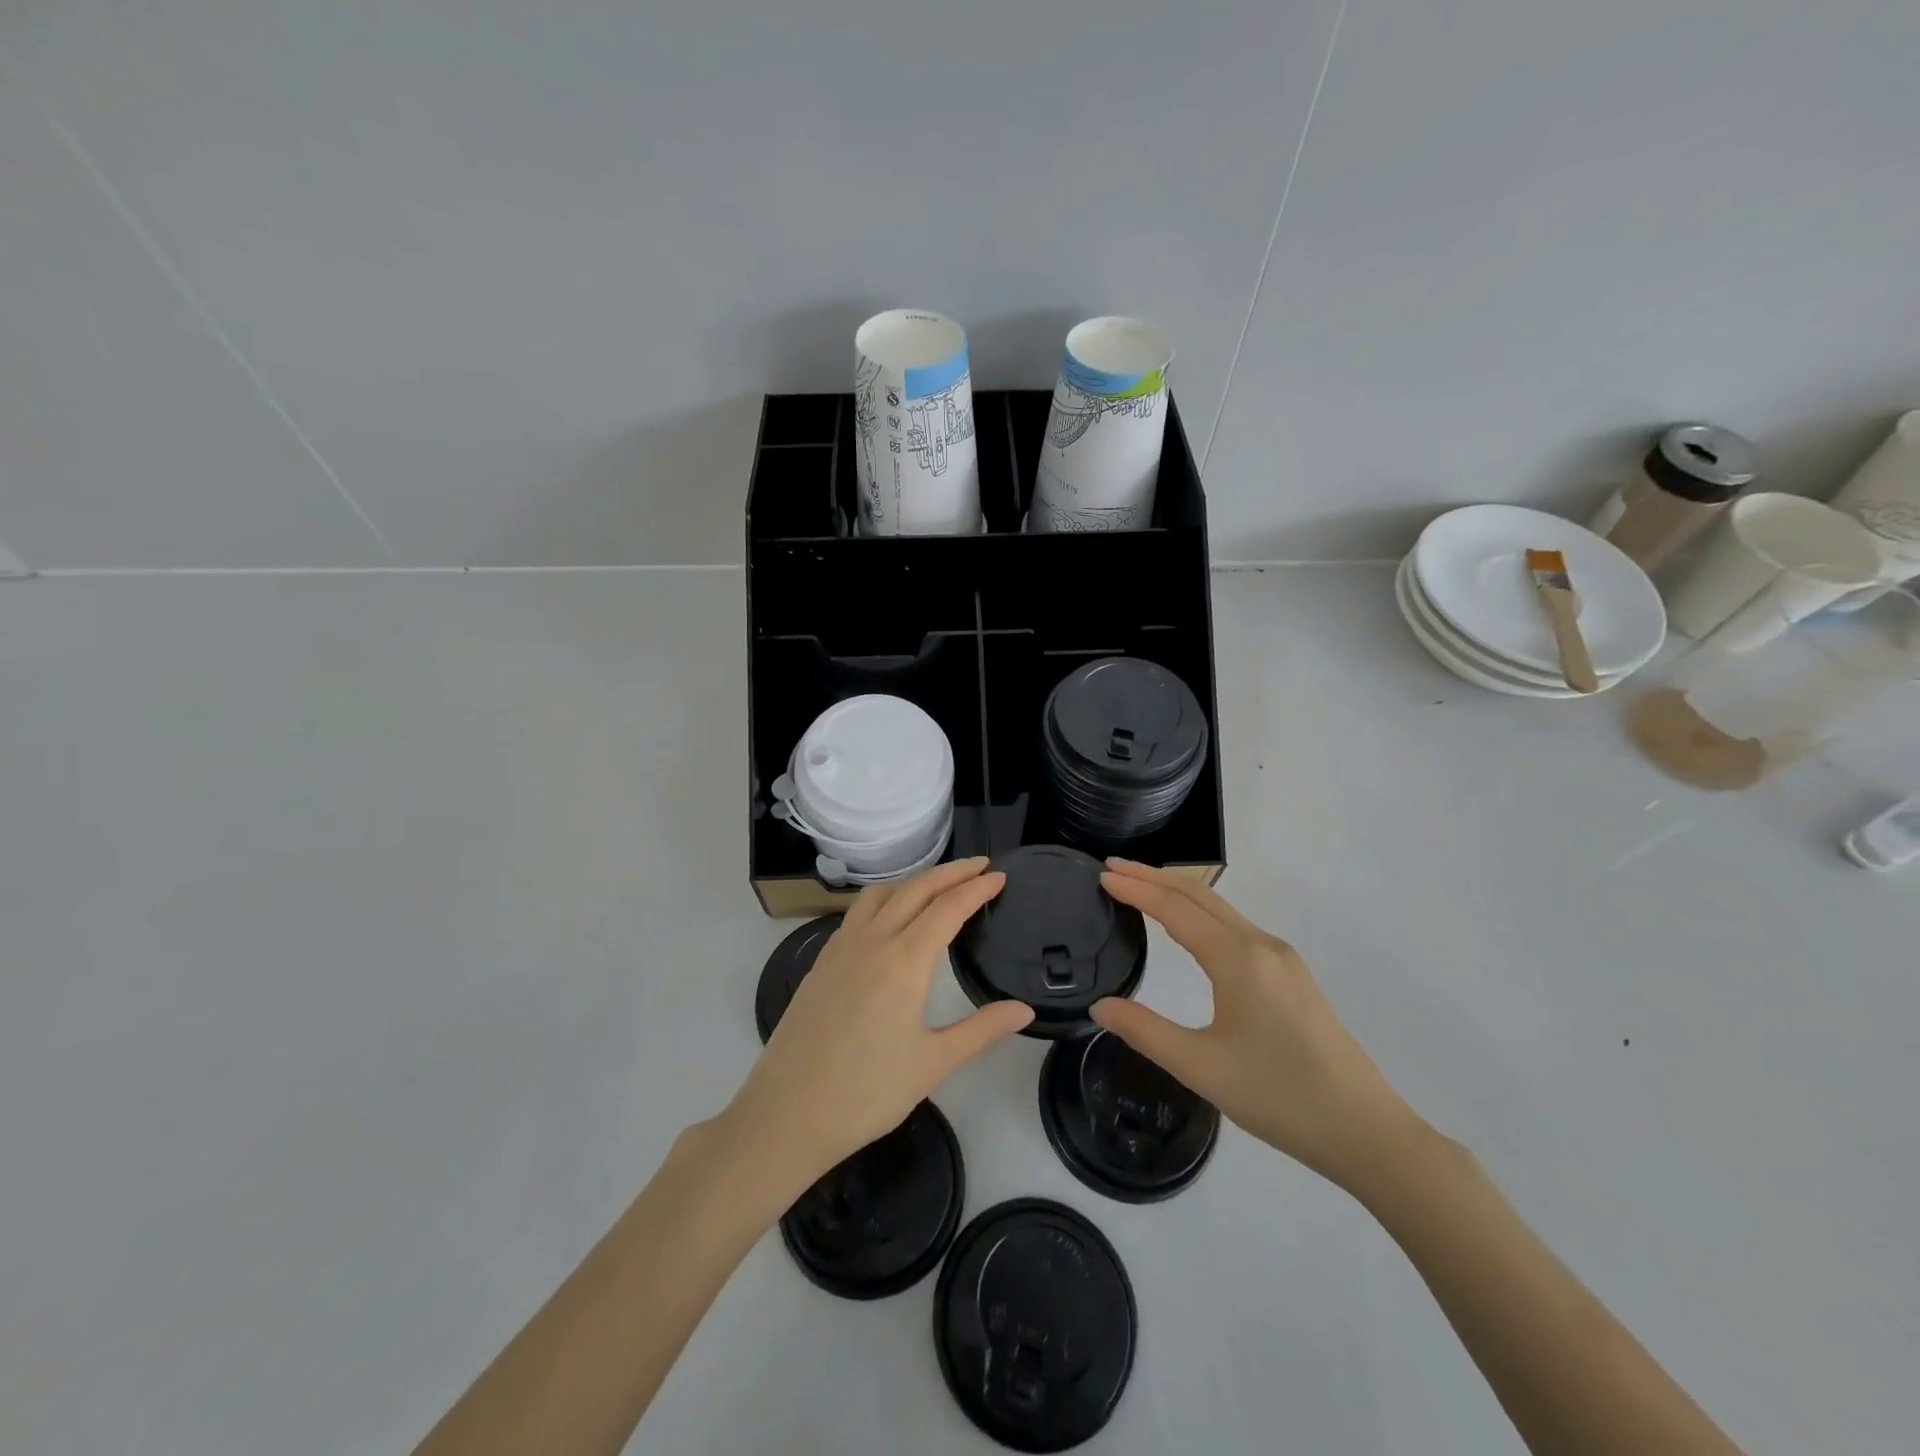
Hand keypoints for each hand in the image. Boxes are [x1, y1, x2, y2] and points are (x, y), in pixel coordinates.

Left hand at [721, 858, 1033, 1190]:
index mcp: (905, 960)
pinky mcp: (822, 961)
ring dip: (915, 880)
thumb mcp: (934, 1064)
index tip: (999, 875)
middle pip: (916, 889)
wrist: (787, 1113)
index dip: (976, 888)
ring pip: (882, 894)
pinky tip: (890, 917)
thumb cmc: (867, 1092)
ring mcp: (841, 948)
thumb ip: (982, 1030)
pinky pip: (858, 912)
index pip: (948, 908)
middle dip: (952, 872)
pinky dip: (885, 898)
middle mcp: (873, 941)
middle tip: (980, 865)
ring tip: (938, 885)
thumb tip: (1025, 1010)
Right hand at [1090, 859, 1422, 1191]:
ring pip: (1220, 909)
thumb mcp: (1201, 1068)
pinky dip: (1200, 913)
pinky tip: (1188, 928)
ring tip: (1140, 888)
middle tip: (1112, 868)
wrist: (1366, 1131)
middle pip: (1200, 895)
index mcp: (1238, 959)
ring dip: (1178, 892)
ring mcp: (1282, 958)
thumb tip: (1100, 1005)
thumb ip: (1145, 1031)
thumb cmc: (1279, 1097)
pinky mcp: (1292, 975)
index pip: (1175, 908)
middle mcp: (1262, 945)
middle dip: (1154, 877)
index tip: (1101, 875)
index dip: (1136, 889)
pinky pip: (1235, 927)